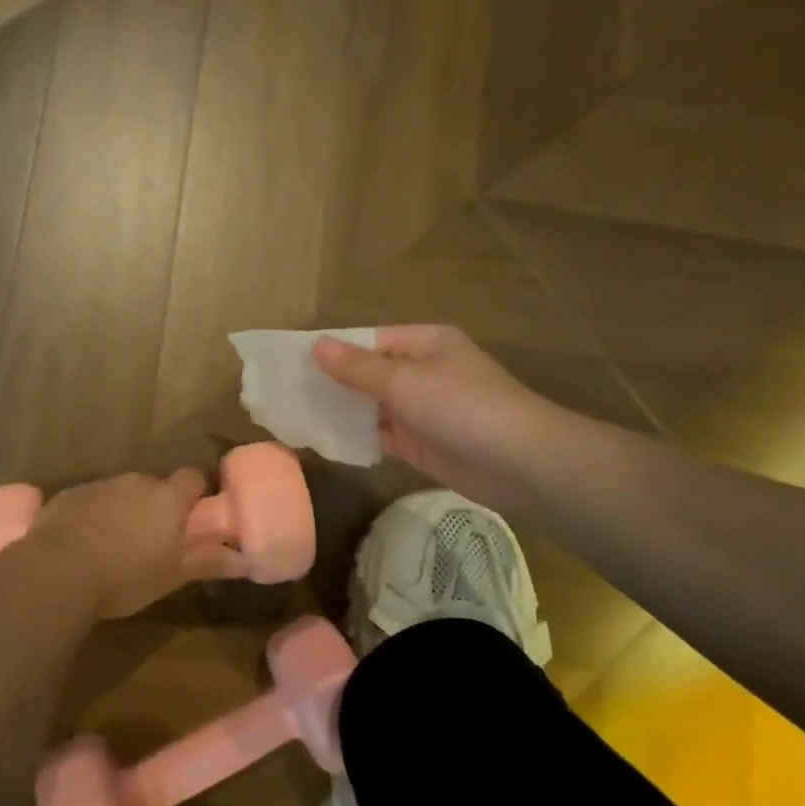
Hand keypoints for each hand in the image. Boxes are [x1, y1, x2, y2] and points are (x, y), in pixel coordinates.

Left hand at [27, 469, 207, 619]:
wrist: (57, 571)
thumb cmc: (126, 575)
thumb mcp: (172, 575)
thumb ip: (208, 562)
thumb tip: (245, 559)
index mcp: (168, 497)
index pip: (192, 478)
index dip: (194, 495)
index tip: (191, 518)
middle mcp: (136, 481)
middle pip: (154, 486)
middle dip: (155, 507)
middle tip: (151, 541)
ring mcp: (100, 485)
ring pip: (120, 492)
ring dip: (122, 511)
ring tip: (114, 546)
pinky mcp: (68, 495)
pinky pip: (89, 500)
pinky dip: (92, 516)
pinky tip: (82, 544)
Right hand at [313, 326, 553, 515]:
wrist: (522, 465)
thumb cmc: (462, 407)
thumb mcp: (405, 381)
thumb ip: (357, 367)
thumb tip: (315, 345)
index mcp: (423, 343)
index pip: (366, 340)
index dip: (330, 350)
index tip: (289, 362)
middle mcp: (420, 371)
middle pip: (365, 373)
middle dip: (329, 382)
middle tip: (282, 392)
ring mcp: (420, 409)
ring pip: (369, 406)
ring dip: (339, 411)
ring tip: (292, 416)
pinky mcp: (419, 443)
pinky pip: (378, 434)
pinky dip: (354, 437)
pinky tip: (321, 439)